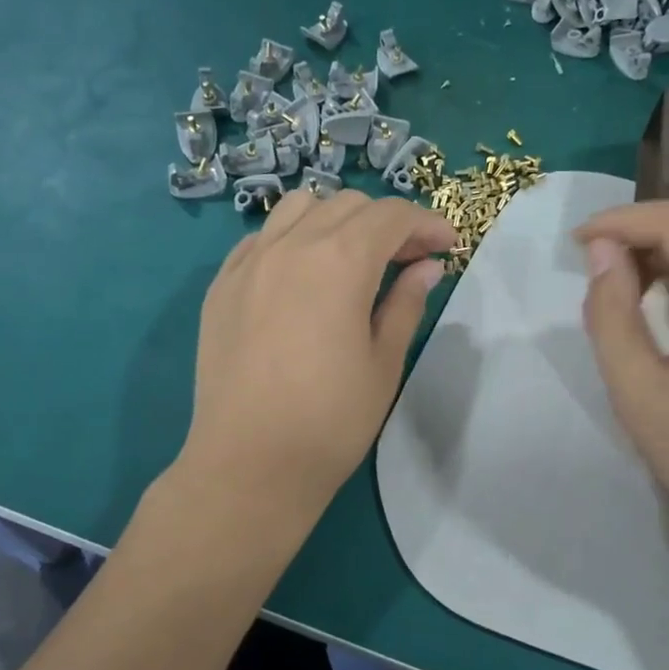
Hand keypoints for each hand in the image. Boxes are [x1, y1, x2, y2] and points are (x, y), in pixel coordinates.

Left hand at [178, 188, 455, 523]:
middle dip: (386, 223)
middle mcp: (290, 246)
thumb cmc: (330, 421)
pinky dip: (293, 239)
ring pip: (299, 208)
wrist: (249, 464)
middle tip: (408, 261)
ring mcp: (248, 262)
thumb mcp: (383, 363)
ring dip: (336, 220)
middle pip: (347, 205)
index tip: (447, 246)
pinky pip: (263, 238)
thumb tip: (427, 267)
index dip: (427, 224)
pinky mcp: (221, 285)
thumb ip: (406, 304)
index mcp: (339, 262)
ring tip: (353, 259)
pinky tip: (303, 275)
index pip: (391, 217)